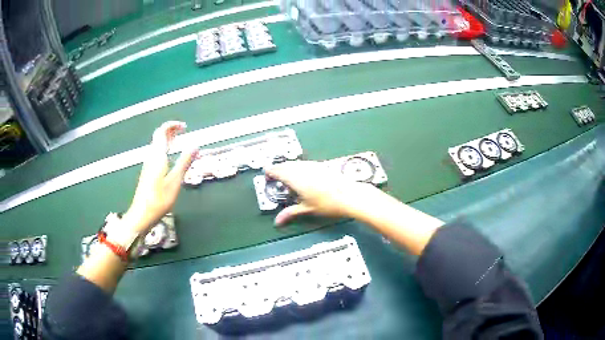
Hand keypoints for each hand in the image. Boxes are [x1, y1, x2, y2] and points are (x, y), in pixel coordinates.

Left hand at [124, 121, 196, 233]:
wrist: (142, 214)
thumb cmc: (159, 199)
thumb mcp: (175, 181)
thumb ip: (184, 162)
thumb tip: (195, 145)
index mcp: (157, 156)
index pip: (162, 132)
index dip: (172, 125)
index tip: (184, 126)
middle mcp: (151, 157)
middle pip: (158, 137)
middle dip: (170, 130)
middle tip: (183, 130)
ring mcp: (148, 165)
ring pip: (157, 145)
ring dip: (167, 139)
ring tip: (179, 140)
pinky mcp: (148, 172)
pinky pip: (156, 153)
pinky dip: (165, 148)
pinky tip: (170, 156)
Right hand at [266, 161, 382, 225]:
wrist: (350, 195)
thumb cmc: (328, 203)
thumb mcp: (307, 209)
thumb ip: (290, 213)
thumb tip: (278, 221)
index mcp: (296, 178)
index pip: (277, 171)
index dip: (270, 173)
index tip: (266, 177)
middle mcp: (303, 169)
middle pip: (285, 165)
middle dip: (278, 170)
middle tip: (274, 177)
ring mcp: (313, 165)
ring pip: (295, 163)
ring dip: (288, 168)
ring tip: (286, 177)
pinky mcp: (321, 165)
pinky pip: (304, 164)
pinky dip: (298, 168)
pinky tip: (302, 175)